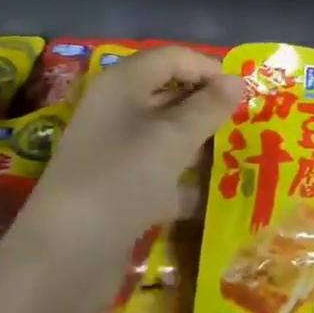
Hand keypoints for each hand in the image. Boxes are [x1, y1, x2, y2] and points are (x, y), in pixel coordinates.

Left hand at [19, 45, 245, 266]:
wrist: (66, 254)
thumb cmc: (123, 177)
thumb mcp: (173, 138)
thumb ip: (208, 107)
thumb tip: (236, 80)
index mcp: (123, 83)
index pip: (171, 58)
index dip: (207, 67)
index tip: (244, 91)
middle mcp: (115, 109)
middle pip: (168, 94)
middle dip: (206, 106)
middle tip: (247, 123)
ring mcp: (114, 150)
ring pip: (165, 136)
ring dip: (199, 145)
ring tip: (240, 156)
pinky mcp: (117, 188)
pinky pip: (158, 173)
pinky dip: (184, 182)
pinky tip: (214, 198)